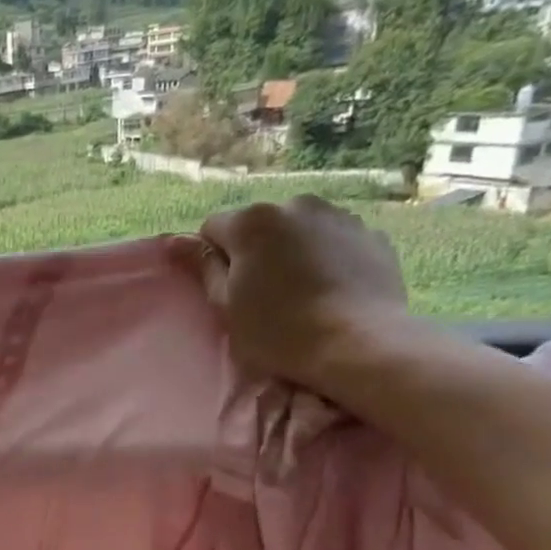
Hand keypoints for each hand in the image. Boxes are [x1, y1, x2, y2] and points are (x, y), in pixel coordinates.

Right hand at [188, 196, 407, 391]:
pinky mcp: (373, 235)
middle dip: (256, 250)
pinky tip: (331, 289)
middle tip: (262, 293)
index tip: (225, 287)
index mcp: (252, 221)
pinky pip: (335, 240)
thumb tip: (177, 241)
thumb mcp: (225, 304)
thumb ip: (203, 266)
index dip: (213, 257)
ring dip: (293, 251)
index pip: (213, 227)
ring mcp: (340, 216)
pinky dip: (328, 257)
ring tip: (301, 291)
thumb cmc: (278, 330)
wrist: (358, 344)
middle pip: (260, 225)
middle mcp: (296, 205)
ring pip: (299, 230)